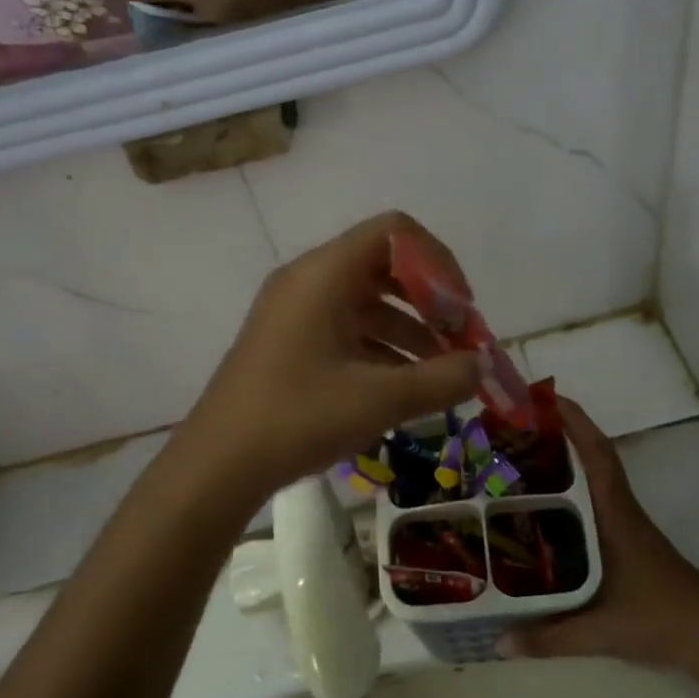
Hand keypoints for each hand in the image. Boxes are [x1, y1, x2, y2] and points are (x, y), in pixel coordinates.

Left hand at [181, 212, 481, 500]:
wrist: (217, 465)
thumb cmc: (297, 418)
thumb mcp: (379, 400)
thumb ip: (441, 379)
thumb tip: (481, 366)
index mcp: (325, 274)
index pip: (395, 231)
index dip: (438, 261)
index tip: (461, 309)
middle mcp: (309, 280)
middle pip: (385, 265)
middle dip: (430, 299)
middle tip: (460, 339)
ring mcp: (297, 311)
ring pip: (369, 302)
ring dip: (412, 329)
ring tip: (444, 373)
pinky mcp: (291, 342)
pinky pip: (348, 329)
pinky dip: (383, 349)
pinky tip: (408, 388)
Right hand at [501, 400, 698, 668]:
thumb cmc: (658, 619)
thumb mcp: (600, 630)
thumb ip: (549, 637)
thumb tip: (497, 642)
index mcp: (615, 514)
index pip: (597, 454)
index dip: (575, 421)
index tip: (546, 397)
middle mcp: (619, 510)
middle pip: (590, 457)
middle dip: (557, 435)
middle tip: (513, 428)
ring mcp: (625, 523)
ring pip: (592, 478)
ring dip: (563, 461)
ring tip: (518, 458)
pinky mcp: (626, 539)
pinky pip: (593, 501)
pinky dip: (569, 490)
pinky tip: (543, 507)